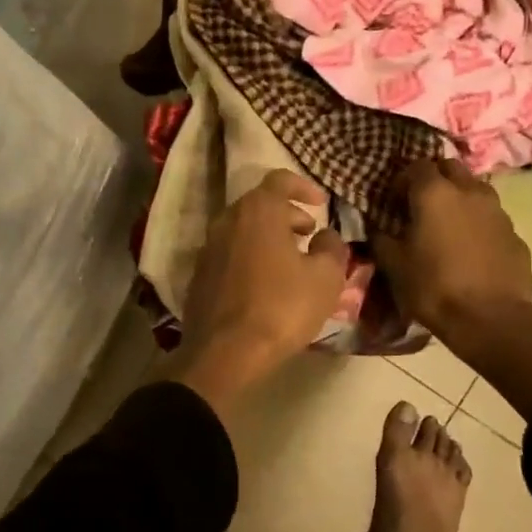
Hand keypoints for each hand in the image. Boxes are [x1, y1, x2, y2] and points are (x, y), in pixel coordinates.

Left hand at [172, 169, 349, 415]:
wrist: (224, 352)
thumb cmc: (281, 307)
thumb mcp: (325, 278)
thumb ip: (332, 248)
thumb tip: (326, 236)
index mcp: (258, 211)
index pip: (279, 180)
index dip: (303, 186)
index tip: (320, 203)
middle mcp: (227, 220)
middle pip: (259, 205)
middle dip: (287, 215)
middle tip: (309, 234)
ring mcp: (208, 247)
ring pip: (243, 230)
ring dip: (268, 237)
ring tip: (291, 261)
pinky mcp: (199, 275)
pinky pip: (230, 254)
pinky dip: (250, 256)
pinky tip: (266, 284)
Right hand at [374, 159, 531, 340]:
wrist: (491, 319)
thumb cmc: (434, 287)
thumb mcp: (394, 265)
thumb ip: (382, 238)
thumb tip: (378, 227)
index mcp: (435, 193)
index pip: (417, 165)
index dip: (403, 179)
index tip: (394, 200)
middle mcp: (469, 191)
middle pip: (451, 167)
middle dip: (435, 178)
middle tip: (421, 203)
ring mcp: (497, 211)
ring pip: (475, 189)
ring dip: (460, 197)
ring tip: (448, 224)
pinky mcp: (515, 233)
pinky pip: (492, 217)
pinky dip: (478, 222)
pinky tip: (471, 248)